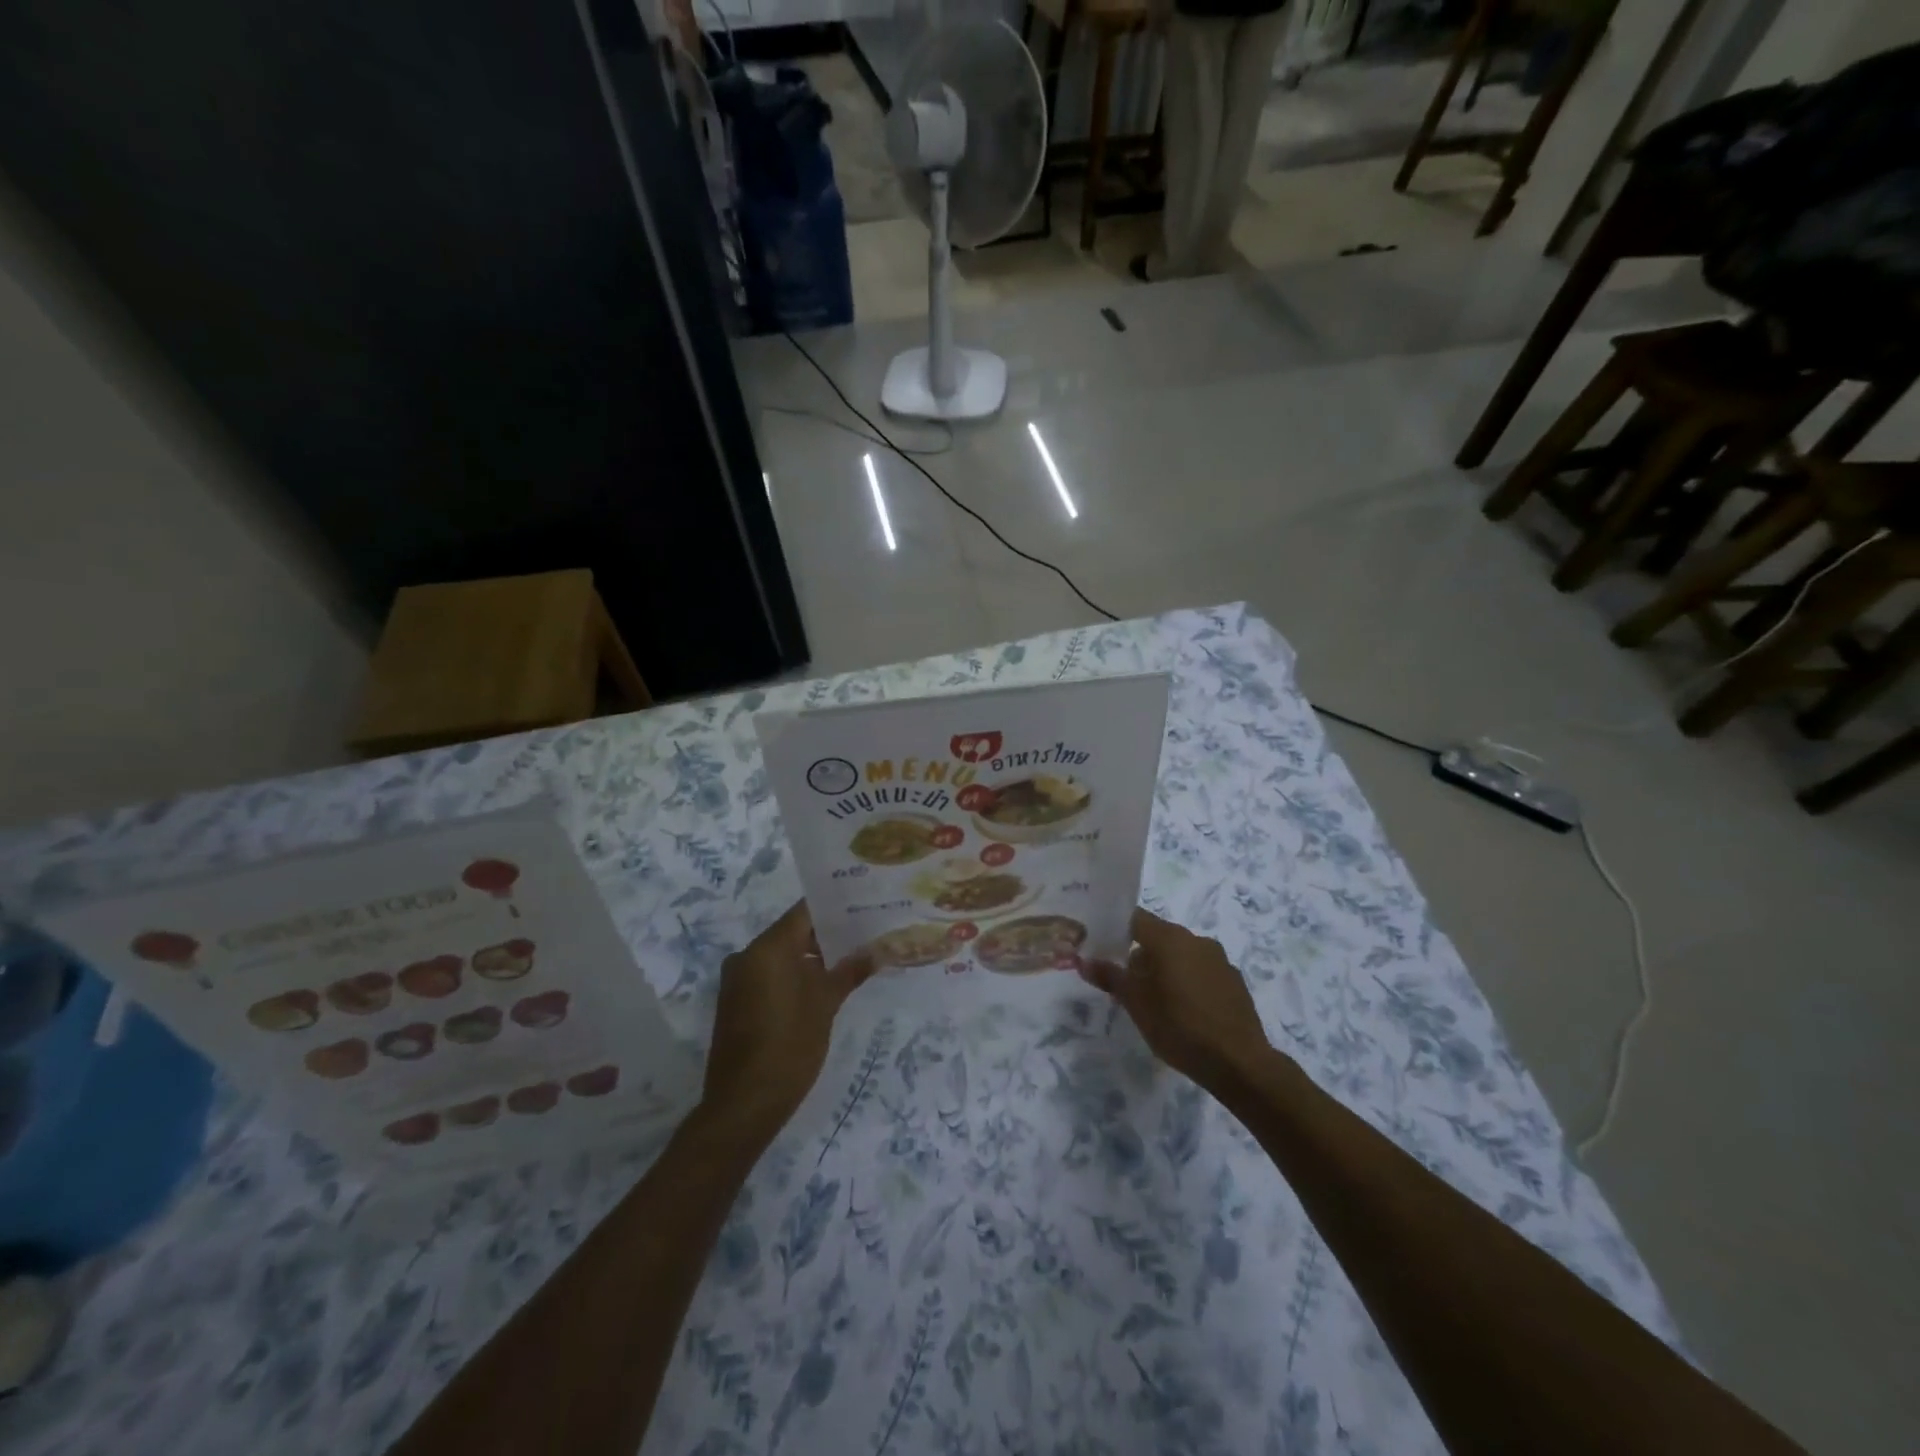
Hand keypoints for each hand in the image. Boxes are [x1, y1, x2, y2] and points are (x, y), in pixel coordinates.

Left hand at [699, 901, 874, 1146]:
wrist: (744, 1105)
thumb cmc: (789, 1046)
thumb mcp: (826, 1005)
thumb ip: (850, 971)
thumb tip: (877, 950)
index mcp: (767, 948)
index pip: (804, 912)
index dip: (834, 908)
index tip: (862, 905)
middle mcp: (747, 956)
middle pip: (793, 932)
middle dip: (828, 934)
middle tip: (865, 933)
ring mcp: (738, 980)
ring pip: (781, 955)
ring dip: (812, 956)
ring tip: (851, 958)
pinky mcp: (736, 1002)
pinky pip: (769, 974)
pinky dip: (794, 974)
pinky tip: (823, 985)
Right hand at [1081, 907, 1272, 1090]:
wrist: (1239, 1063)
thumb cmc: (1179, 1026)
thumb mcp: (1136, 1004)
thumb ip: (1110, 977)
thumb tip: (1084, 961)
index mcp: (1169, 938)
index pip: (1135, 918)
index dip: (1115, 928)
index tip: (1101, 946)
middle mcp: (1196, 939)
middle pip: (1158, 937)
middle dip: (1139, 955)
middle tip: (1125, 982)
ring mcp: (1219, 959)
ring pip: (1181, 955)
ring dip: (1165, 969)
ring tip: (1154, 1001)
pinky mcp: (1234, 981)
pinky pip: (1201, 971)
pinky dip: (1187, 982)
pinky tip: (1184, 1011)